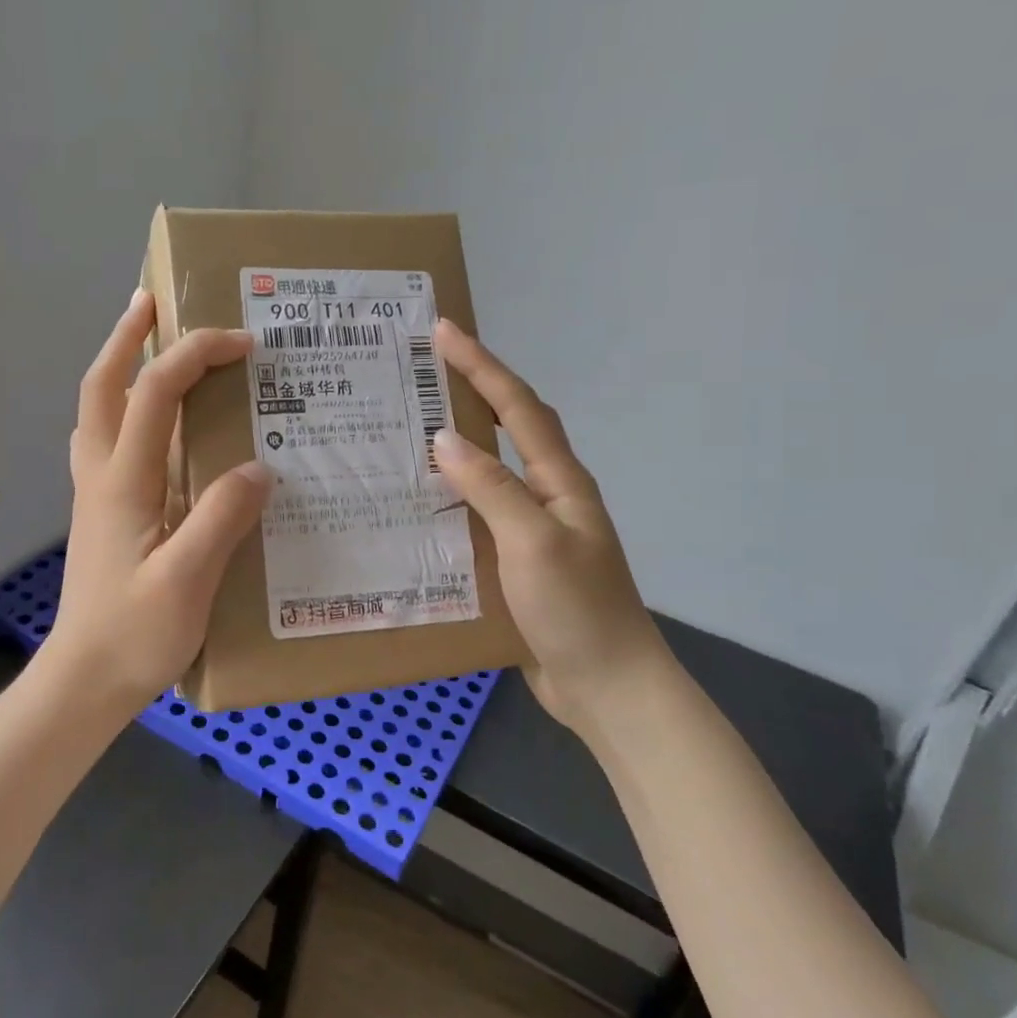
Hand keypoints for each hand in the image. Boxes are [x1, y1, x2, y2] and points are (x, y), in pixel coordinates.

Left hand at [48, 290, 272, 709]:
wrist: (84, 681)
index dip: (195, 356)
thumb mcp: (187, 581)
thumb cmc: (134, 635)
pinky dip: (125, 408)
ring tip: (150, 344)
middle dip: (126, 337)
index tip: (244, 345)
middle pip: (101, 386)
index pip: (154, 394)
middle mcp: (101, 475)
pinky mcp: (103, 511)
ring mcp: (96, 492)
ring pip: (98, 410)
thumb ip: (221, 518)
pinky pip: (109, 440)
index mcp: (122, 482)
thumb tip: (259, 466)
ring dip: (119, 366)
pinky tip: (154, 422)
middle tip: (152, 302)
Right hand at [431, 319, 667, 728]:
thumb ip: (490, 489)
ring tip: (409, 426)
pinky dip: (450, 496)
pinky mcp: (516, 560)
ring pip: (490, 470)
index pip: (518, 407)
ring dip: (457, 442)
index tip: (443, 330)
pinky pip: (478, 513)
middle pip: (509, 426)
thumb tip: (444, 438)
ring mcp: (533, 528)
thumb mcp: (532, 543)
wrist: (608, 687)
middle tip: (422, 369)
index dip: (481, 365)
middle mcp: (548, 495)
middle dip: (472, 389)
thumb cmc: (577, 610)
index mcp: (560, 481)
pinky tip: (419, 503)